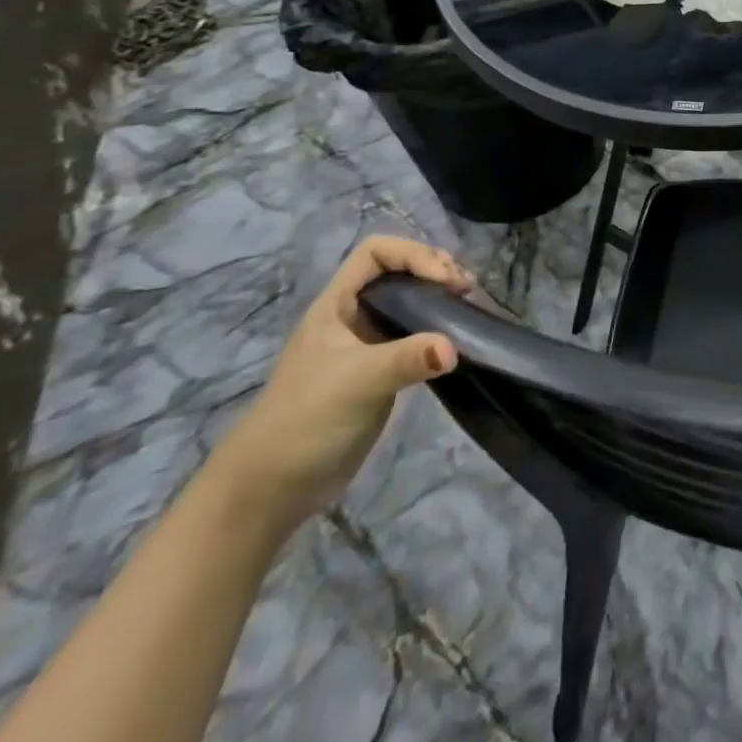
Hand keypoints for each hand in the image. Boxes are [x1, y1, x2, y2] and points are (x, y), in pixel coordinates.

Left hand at [206, 236, 473, 531]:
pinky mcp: (382, 371)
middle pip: (399, 270)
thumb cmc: (305, 421)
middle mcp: (353, 316)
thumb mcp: (356, 383)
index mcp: (336, 305)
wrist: (272, 489)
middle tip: (465, 289)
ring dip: (441, 296)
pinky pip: (417, 333)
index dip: (413, 254)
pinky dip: (440, 327)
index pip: (376, 253)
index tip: (444, 280)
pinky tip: (457, 338)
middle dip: (435, 269)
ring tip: (469, 305)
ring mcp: (368, 344)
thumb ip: (405, 360)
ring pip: (410, 300)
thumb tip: (453, 348)